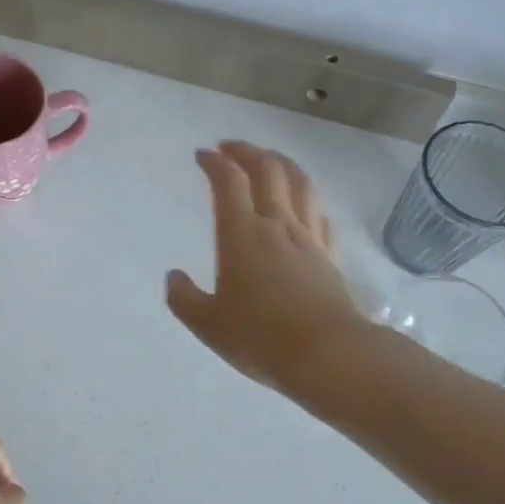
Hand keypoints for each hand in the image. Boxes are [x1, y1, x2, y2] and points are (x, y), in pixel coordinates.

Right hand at [166, 142, 370, 397]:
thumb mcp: (208, 324)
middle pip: (267, 169)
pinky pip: (319, 213)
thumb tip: (174, 277)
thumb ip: (184, 298)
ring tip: (269, 160)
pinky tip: (302, 205)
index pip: (228, 181)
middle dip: (247, 151)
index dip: (214, 162)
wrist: (328, 354)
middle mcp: (276, 224)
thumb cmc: (261, 337)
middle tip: (231, 148)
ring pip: (299, 183)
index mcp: (241, 234)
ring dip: (281, 163)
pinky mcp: (330, 255)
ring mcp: (308, 238)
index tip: (202, 155)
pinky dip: (306, 198)